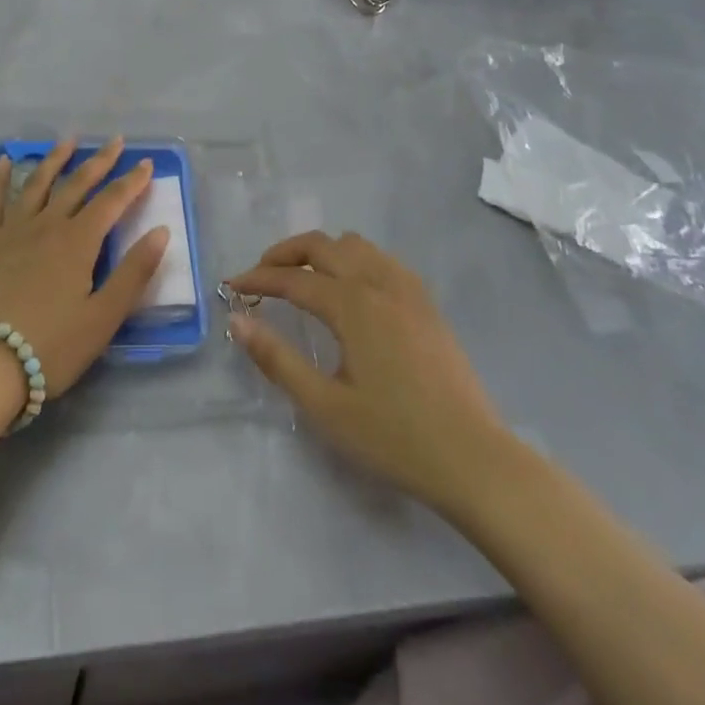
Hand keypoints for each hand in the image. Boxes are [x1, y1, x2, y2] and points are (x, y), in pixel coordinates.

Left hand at [0, 138, 168, 405]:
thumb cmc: (49, 346)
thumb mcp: (103, 318)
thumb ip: (134, 272)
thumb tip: (161, 231)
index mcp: (79, 242)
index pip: (112, 201)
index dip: (132, 181)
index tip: (146, 163)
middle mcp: (47, 225)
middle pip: (77, 184)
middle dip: (99, 161)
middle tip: (114, 140)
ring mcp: (11, 230)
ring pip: (37, 183)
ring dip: (55, 159)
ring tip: (68, 141)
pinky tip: (2, 162)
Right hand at [227, 232, 505, 514]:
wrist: (473, 459)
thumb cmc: (394, 437)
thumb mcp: (325, 406)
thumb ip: (278, 359)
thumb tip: (238, 320)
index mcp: (352, 305)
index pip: (293, 278)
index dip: (258, 278)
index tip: (230, 286)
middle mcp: (379, 283)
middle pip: (323, 246)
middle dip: (285, 253)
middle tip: (261, 275)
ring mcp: (409, 290)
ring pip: (356, 245)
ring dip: (322, 251)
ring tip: (303, 278)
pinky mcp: (427, 304)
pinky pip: (383, 260)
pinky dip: (355, 260)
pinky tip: (352, 289)